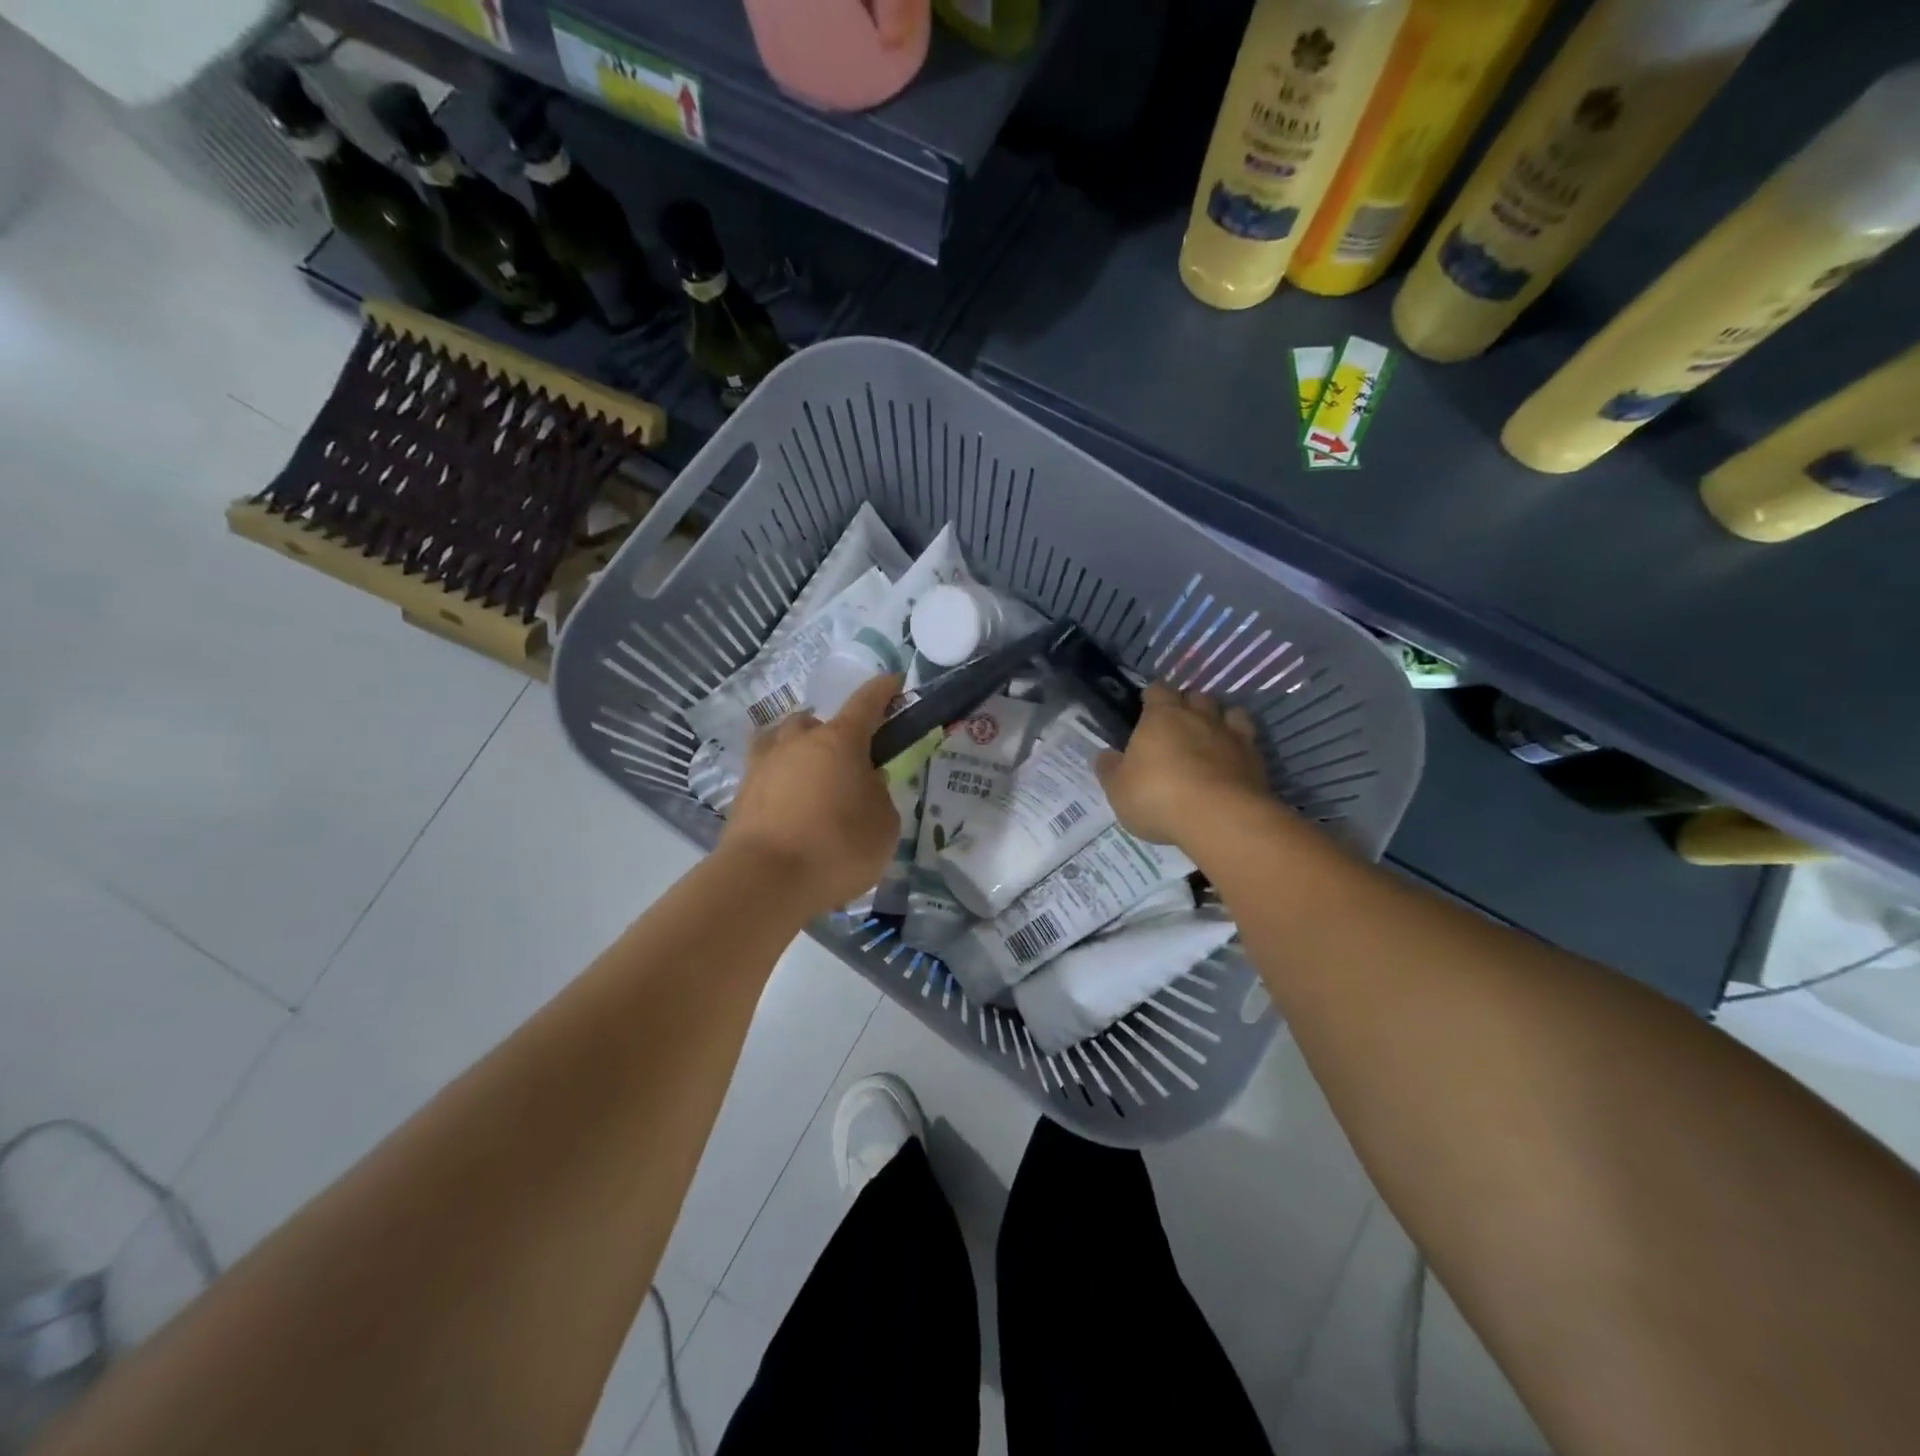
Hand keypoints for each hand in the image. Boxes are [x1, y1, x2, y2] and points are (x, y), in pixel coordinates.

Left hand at [720, 673, 902, 912]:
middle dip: (835, 733)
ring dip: (801, 750)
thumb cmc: (836, 848)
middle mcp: (799, 741)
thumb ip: (880, 796)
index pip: (866, 702)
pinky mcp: (742, 792)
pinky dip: (781, 779)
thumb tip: (865, 783)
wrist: (764, 881)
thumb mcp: (884, 825)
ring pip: (784, 740)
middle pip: (818, 722)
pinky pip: (767, 771)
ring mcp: (764, 764)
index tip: (894, 681)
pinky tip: (789, 802)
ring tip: (813, 778)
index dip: (883, 690)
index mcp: (839, 740)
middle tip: (849, 764)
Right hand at [1095, 682, 1270, 846]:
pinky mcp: (1256, 760)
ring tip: (1211, 737)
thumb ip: (1110, 769)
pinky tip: (1233, 762)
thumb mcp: (1118, 789)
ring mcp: (1231, 736)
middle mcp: (1198, 717)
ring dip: (1220, 720)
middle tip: (1178, 724)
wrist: (1219, 818)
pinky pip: (1249, 742)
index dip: (1153, 696)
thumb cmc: (1157, 797)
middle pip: (1196, 697)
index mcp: (1161, 717)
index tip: (1147, 706)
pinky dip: (1240, 747)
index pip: (1158, 690)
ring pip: (1229, 712)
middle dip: (1188, 705)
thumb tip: (1106, 756)